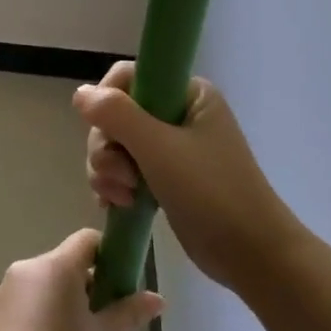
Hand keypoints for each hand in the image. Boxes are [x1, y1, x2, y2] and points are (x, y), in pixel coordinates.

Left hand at [0, 229, 163, 330]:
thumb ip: (128, 314)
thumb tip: (157, 298)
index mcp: (55, 267)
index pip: (87, 240)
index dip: (109, 256)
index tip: (121, 287)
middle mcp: (25, 269)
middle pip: (65, 265)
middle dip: (88, 287)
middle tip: (104, 325)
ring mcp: (4, 292)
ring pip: (44, 286)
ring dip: (63, 304)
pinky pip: (24, 305)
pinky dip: (40, 318)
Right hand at [76, 61, 301, 292]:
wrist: (250, 253)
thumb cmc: (211, 192)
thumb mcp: (159, 148)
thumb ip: (116, 115)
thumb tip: (80, 93)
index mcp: (187, 94)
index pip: (129, 77)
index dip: (108, 102)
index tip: (108, 132)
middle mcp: (177, 114)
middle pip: (115, 114)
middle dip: (107, 147)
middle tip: (121, 176)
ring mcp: (171, 148)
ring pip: (114, 145)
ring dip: (108, 171)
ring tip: (124, 197)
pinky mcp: (164, 178)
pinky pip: (123, 170)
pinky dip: (114, 186)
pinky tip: (117, 205)